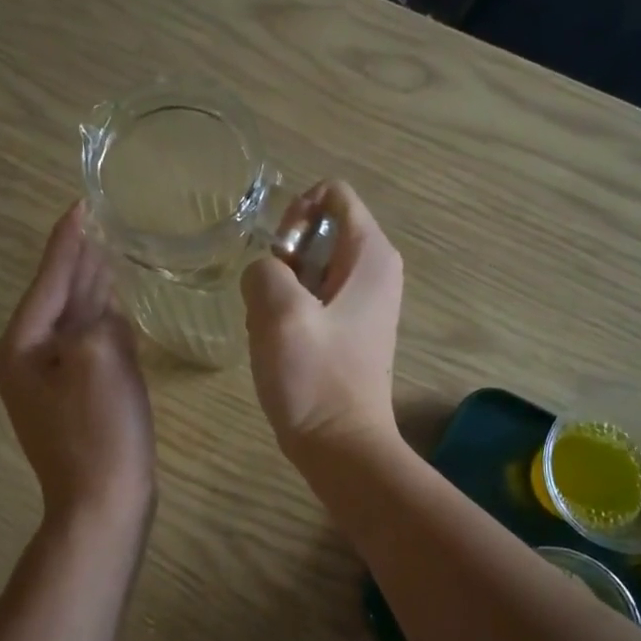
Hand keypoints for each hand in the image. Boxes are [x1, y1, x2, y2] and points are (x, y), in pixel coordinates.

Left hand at [0, 205, 154, 527]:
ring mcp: (51, 384)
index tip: (81, 204)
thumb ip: (99, 320)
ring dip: (91, 290)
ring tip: (109, 254)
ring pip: (74, 323)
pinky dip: (103, 324)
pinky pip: (89, 349)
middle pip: (58, 298)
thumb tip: (104, 313)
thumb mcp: (99, 359)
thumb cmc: (99, 431)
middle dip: (78, 261)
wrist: (102, 506)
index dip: (68, 241)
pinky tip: (117, 309)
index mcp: (23, 346)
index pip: (49, 279)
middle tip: (98, 223)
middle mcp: (28, 360)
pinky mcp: (77, 401)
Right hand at [242, 180, 403, 465]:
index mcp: (371, 255)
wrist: (341, 445)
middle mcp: (376, 270)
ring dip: (281, 288)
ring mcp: (364, 301)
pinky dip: (289, 310)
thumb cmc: (315, 378)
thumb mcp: (279, 313)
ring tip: (273, 327)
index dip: (296, 213)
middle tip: (270, 298)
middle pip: (320, 230)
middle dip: (284, 257)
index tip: (278, 256)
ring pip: (309, 267)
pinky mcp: (350, 328)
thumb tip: (265, 273)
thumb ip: (264, 270)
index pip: (333, 194)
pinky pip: (312, 297)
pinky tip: (281, 343)